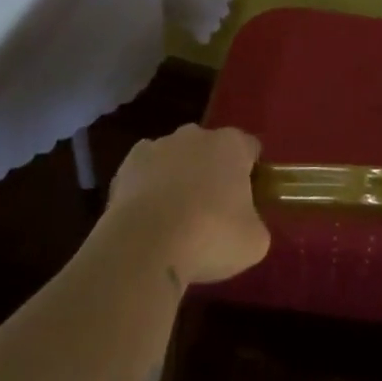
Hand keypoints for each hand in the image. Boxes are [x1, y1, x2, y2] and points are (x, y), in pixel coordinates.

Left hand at [106, 125, 270, 285]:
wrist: (145, 245)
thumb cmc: (210, 236)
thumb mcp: (254, 241)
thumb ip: (254, 223)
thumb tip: (245, 224)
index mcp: (231, 145)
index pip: (249, 148)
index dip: (251, 172)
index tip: (248, 200)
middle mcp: (195, 135)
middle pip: (210, 149)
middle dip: (212, 172)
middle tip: (213, 211)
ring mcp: (158, 146)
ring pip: (175, 159)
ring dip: (178, 179)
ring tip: (175, 220)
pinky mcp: (127, 165)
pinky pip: (145, 173)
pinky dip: (148, 189)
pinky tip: (148, 219)